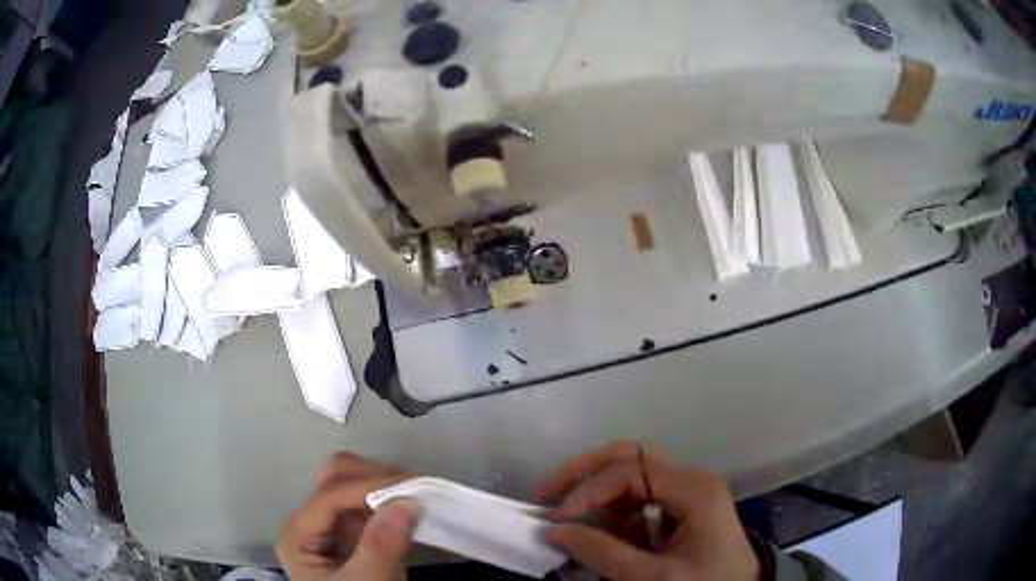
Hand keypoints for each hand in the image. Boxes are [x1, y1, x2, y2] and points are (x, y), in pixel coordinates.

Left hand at [277, 453, 419, 580]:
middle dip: (374, 477)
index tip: (413, 489)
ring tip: (421, 499)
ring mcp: (334, 528)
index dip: (368, 487)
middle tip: (415, 491)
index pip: (329, 495)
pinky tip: (418, 511)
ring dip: (386, 486)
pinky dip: (395, 503)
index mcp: (300, 535)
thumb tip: (407, 501)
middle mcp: (312, 522)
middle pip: (334, 478)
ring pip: (354, 485)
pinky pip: (374, 507)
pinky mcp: (357, 536)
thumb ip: (380, 547)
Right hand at [538, 442, 759, 580]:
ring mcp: (685, 491)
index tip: (556, 518)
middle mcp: (689, 479)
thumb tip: (555, 530)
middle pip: (629, 457)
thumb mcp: (653, 577)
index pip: (629, 471)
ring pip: (631, 475)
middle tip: (547, 494)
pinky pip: (638, 498)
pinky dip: (611, 510)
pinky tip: (595, 529)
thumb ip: (603, 553)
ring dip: (595, 492)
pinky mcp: (680, 507)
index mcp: (692, 489)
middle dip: (585, 473)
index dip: (587, 490)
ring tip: (565, 514)